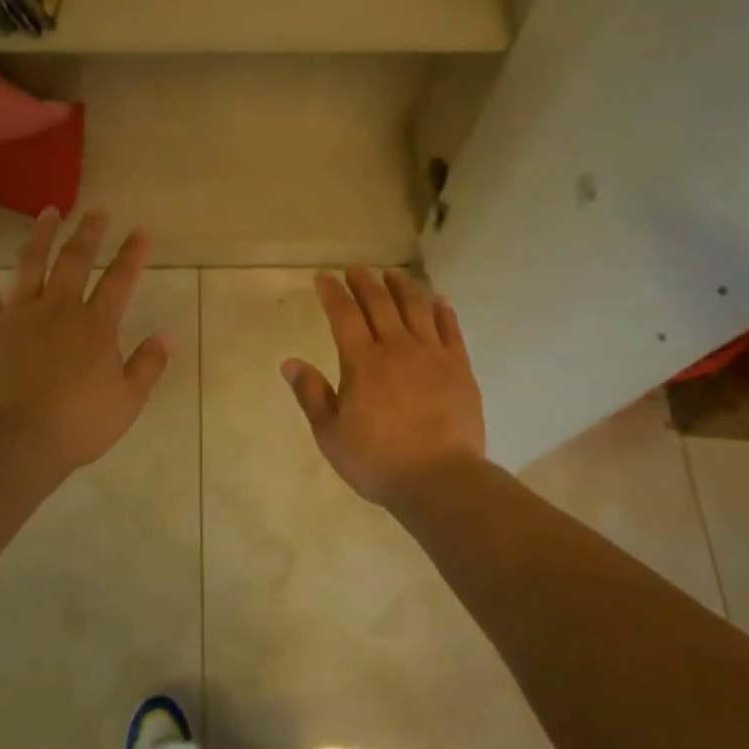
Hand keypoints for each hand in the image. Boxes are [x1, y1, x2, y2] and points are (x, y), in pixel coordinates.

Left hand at [0, 209, 171, 474]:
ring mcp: (19, 316)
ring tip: (49, 212)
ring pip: (31, 265)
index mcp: (96, 325)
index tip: (141, 231)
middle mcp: (58, 309)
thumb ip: (148, 365)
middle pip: (75, 261)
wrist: (18, 440)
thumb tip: (167, 335)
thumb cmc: (79, 424)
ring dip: (41, 235)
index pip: (119, 280)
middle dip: (89, 233)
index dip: (132, 254)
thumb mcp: (128, 400)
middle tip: (96, 210)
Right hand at [283, 267, 486, 508]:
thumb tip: (289, 363)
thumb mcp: (331, 434)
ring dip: (403, 287)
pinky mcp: (460, 368)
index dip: (332, 292)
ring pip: (416, 308)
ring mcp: (433, 355)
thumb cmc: (378, 460)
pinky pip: (450, 329)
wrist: (441, 479)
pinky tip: (438, 301)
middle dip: (365, 282)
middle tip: (356, 268)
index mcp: (362, 362)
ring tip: (393, 275)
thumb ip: (311, 394)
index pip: (344, 315)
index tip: (323, 277)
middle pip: (380, 304)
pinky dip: (442, 310)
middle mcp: (398, 348)